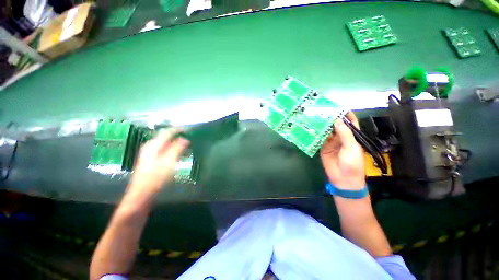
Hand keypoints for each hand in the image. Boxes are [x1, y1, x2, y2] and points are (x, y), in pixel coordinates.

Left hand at [128, 128, 188, 195]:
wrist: (142, 194)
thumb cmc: (156, 178)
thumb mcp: (169, 162)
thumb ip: (177, 149)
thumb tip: (185, 139)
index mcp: (153, 145)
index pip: (167, 132)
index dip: (178, 130)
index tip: (189, 129)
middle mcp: (150, 146)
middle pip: (165, 136)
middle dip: (177, 135)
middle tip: (189, 137)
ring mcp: (149, 153)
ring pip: (165, 143)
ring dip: (175, 142)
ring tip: (186, 144)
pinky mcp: (150, 159)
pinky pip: (163, 149)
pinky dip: (172, 148)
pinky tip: (178, 152)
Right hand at [320, 112, 364, 189]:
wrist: (343, 179)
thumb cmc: (352, 163)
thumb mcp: (351, 147)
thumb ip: (345, 134)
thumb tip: (337, 120)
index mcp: (352, 136)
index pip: (350, 122)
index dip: (346, 114)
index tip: (338, 106)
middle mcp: (341, 137)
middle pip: (336, 125)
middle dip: (331, 118)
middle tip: (322, 110)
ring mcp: (331, 142)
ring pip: (327, 131)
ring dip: (322, 125)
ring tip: (316, 116)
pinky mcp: (323, 147)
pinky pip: (319, 139)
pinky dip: (316, 134)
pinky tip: (312, 128)